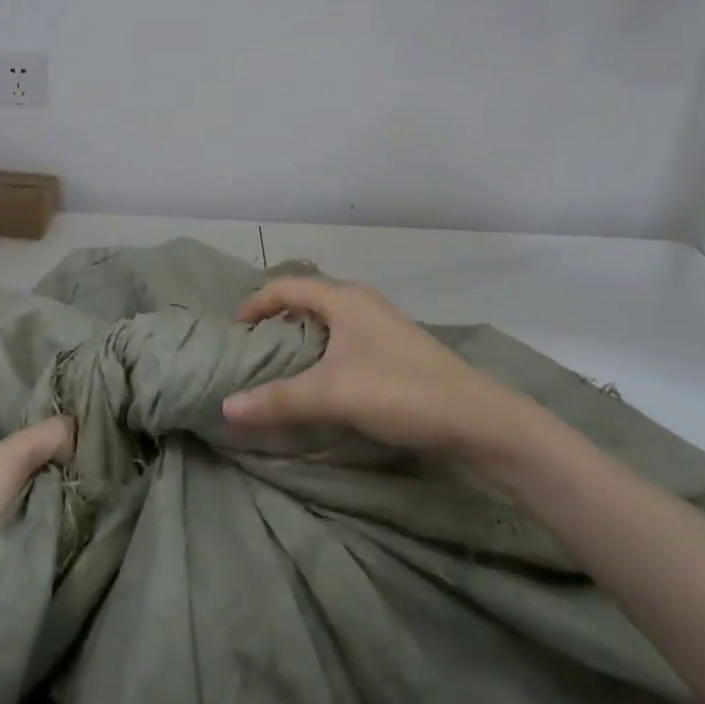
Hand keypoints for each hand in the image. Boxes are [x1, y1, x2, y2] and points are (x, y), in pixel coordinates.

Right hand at [224, 278, 538, 460]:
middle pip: (306, 298)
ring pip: (328, 319)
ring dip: (301, 336)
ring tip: (281, 366)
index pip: (286, 285)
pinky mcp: (396, 347)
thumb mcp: (333, 395)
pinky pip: (345, 337)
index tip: (234, 332)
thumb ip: (278, 400)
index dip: (256, 303)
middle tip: (253, 349)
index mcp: (343, 298)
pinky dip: (323, 350)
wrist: (479, 418)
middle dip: (276, 318)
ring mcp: (382, 323)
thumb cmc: (400, 391)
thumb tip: (225, 407)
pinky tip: (324, 379)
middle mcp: (361, 302)